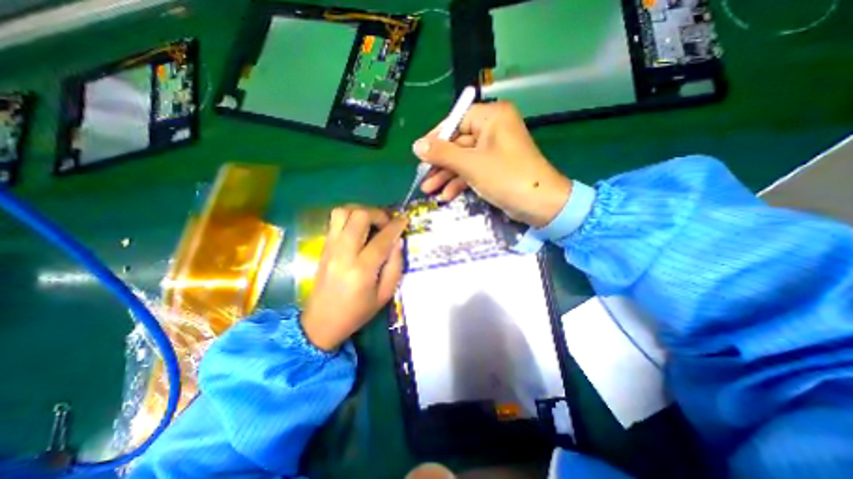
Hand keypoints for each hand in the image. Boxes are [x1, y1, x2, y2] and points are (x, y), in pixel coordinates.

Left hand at [298, 205, 406, 350]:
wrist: (320, 322)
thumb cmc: (357, 312)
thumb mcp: (384, 295)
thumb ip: (395, 266)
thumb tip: (397, 241)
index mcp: (362, 269)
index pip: (382, 239)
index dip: (396, 226)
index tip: (404, 219)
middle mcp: (343, 253)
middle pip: (359, 216)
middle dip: (378, 213)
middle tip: (387, 223)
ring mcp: (330, 247)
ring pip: (342, 212)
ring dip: (361, 211)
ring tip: (372, 222)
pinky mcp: (323, 247)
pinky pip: (335, 220)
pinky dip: (350, 217)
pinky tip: (359, 228)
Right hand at [410, 100, 568, 228]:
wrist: (539, 204)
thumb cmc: (506, 177)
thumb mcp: (470, 164)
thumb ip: (442, 153)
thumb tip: (416, 145)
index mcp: (492, 117)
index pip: (456, 121)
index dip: (436, 138)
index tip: (420, 153)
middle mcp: (493, 129)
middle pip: (458, 143)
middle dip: (440, 164)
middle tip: (423, 178)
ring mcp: (494, 150)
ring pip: (463, 160)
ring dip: (447, 176)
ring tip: (429, 190)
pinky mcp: (495, 168)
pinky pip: (472, 170)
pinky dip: (460, 182)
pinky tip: (447, 196)